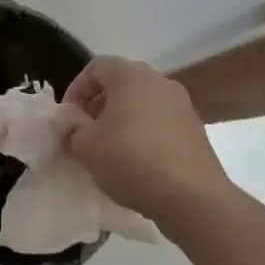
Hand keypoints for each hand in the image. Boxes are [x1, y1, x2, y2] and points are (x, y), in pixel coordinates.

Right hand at [62, 57, 228, 227]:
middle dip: (98, 105)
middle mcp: (159, 81)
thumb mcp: (86, 146)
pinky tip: (136, 163)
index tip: (68, 117)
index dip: (76, 89)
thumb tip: (73, 125)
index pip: (95, 67)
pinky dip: (144, 135)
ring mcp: (183, 106)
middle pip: (121, 84)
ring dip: (122, 121)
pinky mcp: (196, 131)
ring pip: (142, 104)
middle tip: (85, 132)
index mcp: (130, 75)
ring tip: (109, 150)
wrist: (193, 198)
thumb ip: (72, 129)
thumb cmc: (131, 159)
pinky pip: (161, 124)